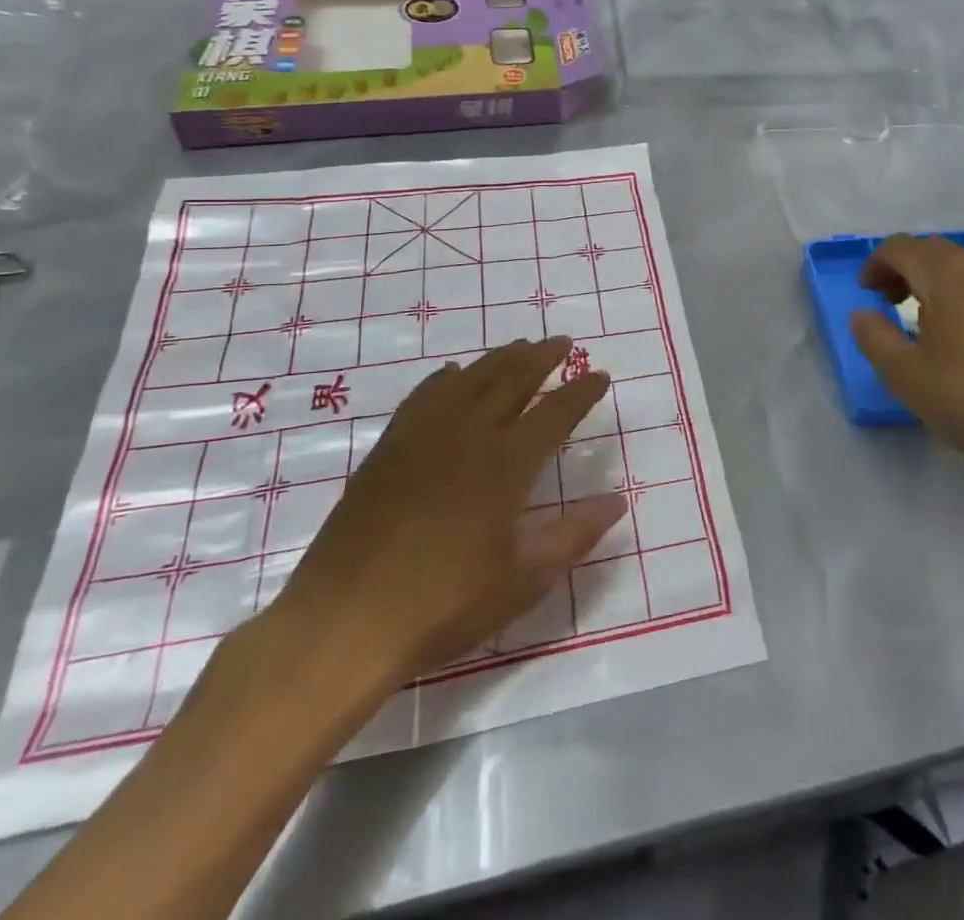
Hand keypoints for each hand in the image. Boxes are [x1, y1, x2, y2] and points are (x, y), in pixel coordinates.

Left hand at [263, 338, 625, 712]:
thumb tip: (618, 501)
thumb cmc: (443, 604)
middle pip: (512, 379)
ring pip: (470, 378)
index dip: (582, 392)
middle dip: (542, 357)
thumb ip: (574, 535)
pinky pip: (425, 395)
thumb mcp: (523, 580)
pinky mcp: (390, 447)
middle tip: (562, 342)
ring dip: (500, 358)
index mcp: (506, 465)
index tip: (600, 375)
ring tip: (520, 346)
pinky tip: (453, 374)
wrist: (346, 621)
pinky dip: (447, 377)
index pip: (556, 413)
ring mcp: (424, 435)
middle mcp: (468, 435)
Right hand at [850, 237, 963, 529]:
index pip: (902, 248)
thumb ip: (873, 337)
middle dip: (909, 269)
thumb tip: (863, 314)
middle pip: (939, 251)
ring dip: (946, 282)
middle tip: (893, 301)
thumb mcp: (903, 375)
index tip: (867, 291)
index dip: (877, 263)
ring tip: (937, 319)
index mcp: (946, 277)